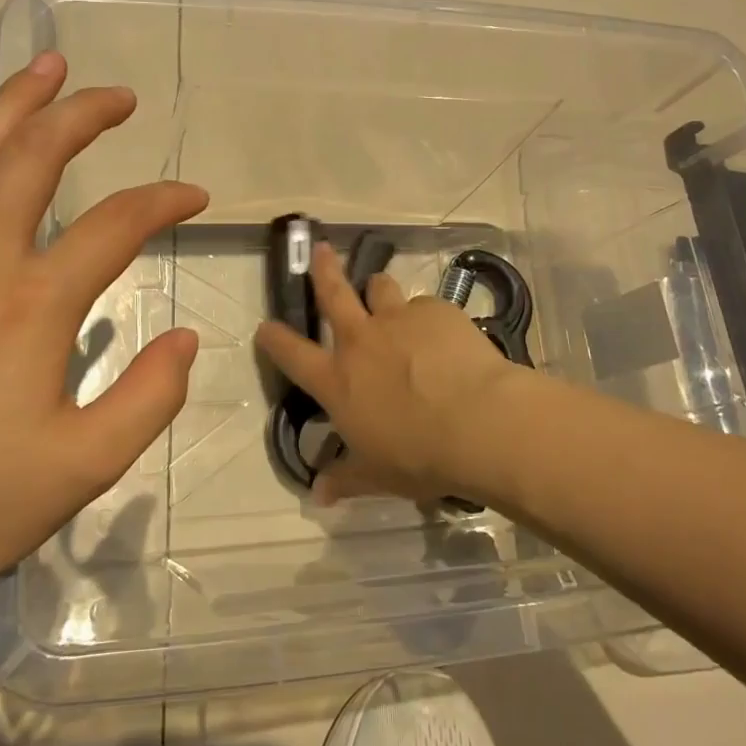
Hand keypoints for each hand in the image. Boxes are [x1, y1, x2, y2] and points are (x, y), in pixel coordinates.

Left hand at [0, 52, 205, 585]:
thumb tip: (186, 340)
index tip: (194, 196)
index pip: (118, 224)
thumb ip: (149, 398)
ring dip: (14, 103)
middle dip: (80, 111)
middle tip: (116, 94)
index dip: (164, 200)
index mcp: (34, 302)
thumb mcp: (82, 467)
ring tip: (44, 69)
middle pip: (33, 153)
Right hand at [255, 242, 525, 504]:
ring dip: (379, 291)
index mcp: (338, 380)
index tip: (266, 327)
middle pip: (333, 293)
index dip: (274, 338)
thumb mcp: (377, 475)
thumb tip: (318, 495)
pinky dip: (427, 317)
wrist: (479, 423)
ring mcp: (398, 319)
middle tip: (320, 250)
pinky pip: (425, 306)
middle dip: (323, 269)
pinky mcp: (436, 311)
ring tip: (386, 296)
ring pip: (380, 287)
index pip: (291, 354)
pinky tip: (445, 335)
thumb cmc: (419, 456)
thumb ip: (345, 478)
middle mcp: (361, 340)